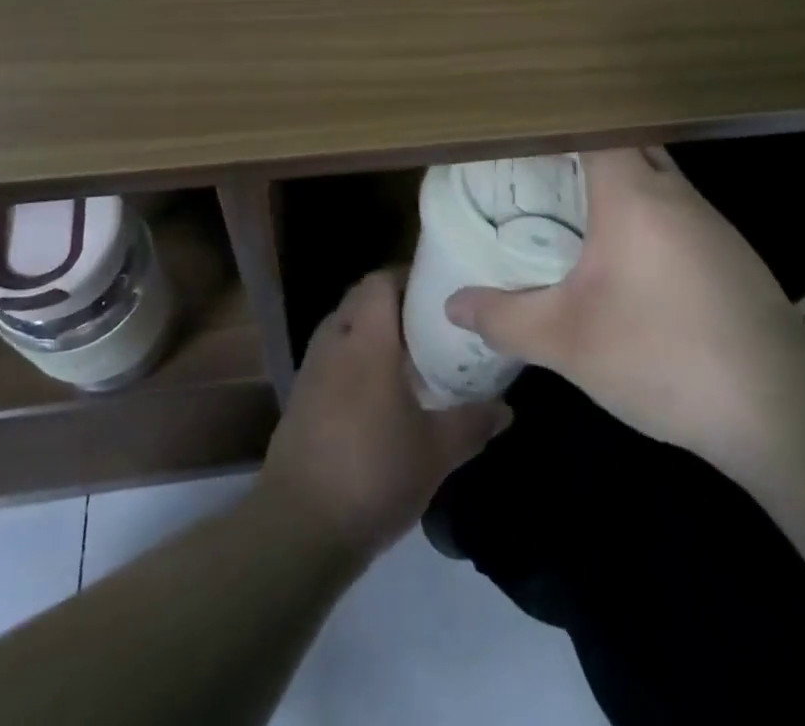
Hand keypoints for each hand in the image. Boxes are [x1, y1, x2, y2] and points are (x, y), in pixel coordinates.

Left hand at [259, 269, 509, 561]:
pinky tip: (379, 391)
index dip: (408, 276)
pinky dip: (354, 358)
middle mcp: (334, 342)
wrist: (298, 528)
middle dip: (393, 302)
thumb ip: (473, 423)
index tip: (439, 289)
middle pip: (360, 299)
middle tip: (431, 320)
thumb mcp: (436, 452)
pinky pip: (331, 357)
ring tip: (409, 353)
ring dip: (371, 330)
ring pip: (343, 327)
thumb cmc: (373, 474)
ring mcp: (311, 370)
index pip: (380, 281)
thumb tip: (506, 409)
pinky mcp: (299, 398)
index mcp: (366, 340)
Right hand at [444, 148, 804, 465]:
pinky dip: (644, 218)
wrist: (779, 408)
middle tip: (536, 174)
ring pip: (654, 180)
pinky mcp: (729, 255)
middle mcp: (674, 192)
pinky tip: (627, 263)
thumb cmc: (661, 354)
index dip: (557, 122)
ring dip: (616, 187)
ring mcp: (709, 222)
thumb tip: (453, 304)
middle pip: (624, 146)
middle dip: (582, 153)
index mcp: (633, 193)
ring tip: (572, 212)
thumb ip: (504, 317)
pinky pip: (675, 213)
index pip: (593, 126)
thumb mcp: (567, 341)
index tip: (522, 134)